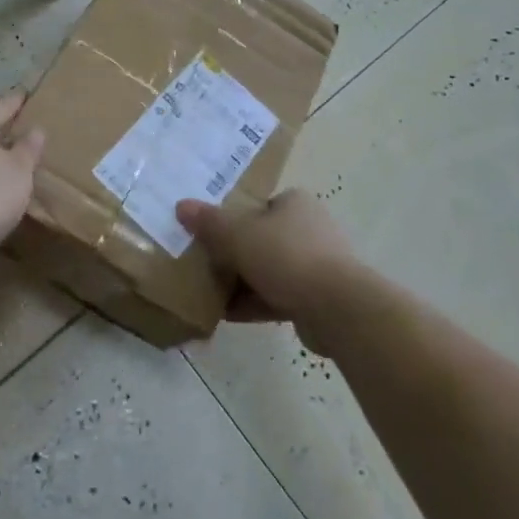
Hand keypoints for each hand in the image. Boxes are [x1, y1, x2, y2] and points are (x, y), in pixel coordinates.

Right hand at [175, 190, 354, 341]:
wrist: (337, 308)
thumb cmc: (287, 257)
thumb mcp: (239, 235)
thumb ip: (209, 223)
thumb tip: (181, 205)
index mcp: (294, 203)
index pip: (257, 205)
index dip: (231, 219)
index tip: (208, 235)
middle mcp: (309, 228)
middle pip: (261, 238)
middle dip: (233, 254)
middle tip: (203, 265)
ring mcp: (316, 265)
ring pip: (268, 270)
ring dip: (242, 282)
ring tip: (208, 293)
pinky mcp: (317, 298)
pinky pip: (278, 297)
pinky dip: (254, 304)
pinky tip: (225, 315)